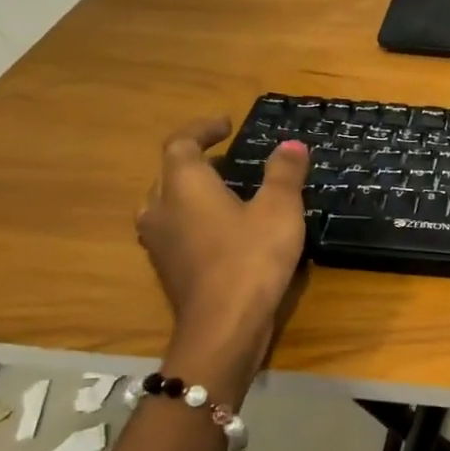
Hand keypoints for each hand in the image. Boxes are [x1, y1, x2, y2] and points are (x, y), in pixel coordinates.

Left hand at [136, 115, 308, 367]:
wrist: (224, 326)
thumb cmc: (252, 257)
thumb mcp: (279, 208)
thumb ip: (284, 173)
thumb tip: (291, 145)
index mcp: (183, 184)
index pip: (181, 143)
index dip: (202, 129)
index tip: (226, 124)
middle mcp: (160, 208)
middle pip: (170, 174)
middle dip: (197, 162)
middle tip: (229, 160)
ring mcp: (158, 243)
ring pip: (168, 205)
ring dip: (193, 193)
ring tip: (226, 194)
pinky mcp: (168, 270)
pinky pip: (176, 231)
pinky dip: (196, 221)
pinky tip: (224, 233)